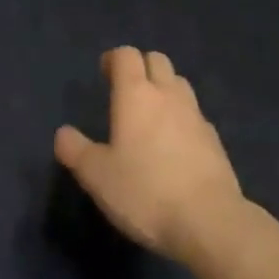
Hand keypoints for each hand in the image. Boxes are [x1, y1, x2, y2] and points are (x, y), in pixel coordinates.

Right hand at [54, 46, 243, 262]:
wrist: (210, 222)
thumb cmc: (145, 192)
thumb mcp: (97, 176)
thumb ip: (76, 150)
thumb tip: (63, 133)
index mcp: (135, 94)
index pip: (126, 55)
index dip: (114, 59)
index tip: (104, 74)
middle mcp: (167, 95)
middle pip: (157, 60)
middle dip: (141, 67)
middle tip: (126, 92)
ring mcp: (195, 115)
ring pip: (179, 84)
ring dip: (164, 89)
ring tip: (151, 116)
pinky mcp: (215, 140)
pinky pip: (195, 115)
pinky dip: (182, 118)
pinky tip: (175, 146)